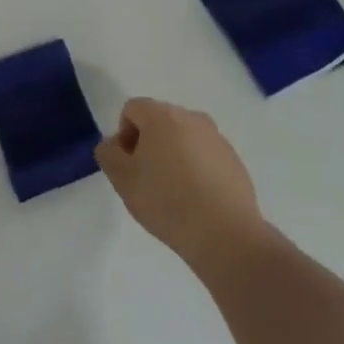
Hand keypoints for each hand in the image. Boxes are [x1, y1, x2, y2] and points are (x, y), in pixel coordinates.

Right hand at [96, 98, 268, 274]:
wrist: (225, 234)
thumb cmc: (166, 201)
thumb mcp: (122, 179)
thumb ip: (108, 154)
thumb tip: (114, 144)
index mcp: (162, 115)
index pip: (132, 109)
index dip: (123, 135)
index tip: (128, 166)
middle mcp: (192, 117)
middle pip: (159, 121)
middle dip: (148, 144)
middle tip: (146, 180)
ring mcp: (217, 138)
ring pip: (184, 138)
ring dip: (173, 156)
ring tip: (173, 193)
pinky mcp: (234, 160)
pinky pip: (205, 155)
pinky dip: (196, 169)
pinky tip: (196, 200)